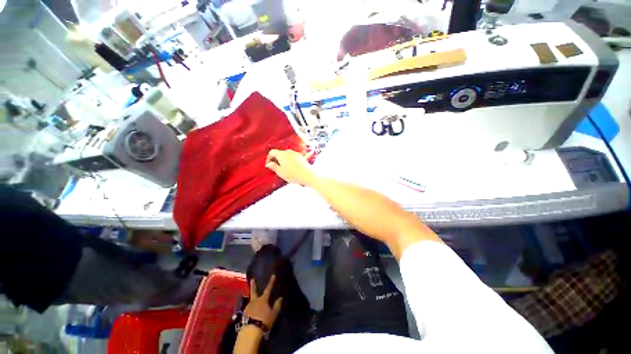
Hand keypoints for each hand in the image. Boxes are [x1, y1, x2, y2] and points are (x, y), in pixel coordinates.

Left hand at [244, 275, 282, 328]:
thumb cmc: (264, 321)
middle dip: (253, 285)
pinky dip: (250, 306)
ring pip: (250, 300)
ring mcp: (248, 307)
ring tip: (253, 296)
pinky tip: (251, 308)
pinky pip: (248, 308)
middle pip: (254, 291)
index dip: (271, 282)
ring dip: (251, 297)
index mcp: (263, 300)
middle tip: (252, 279)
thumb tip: (281, 298)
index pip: (268, 289)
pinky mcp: (244, 314)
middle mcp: (254, 301)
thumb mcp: (273, 314)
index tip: (273, 275)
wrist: (250, 331)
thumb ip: (277, 305)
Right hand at [266, 149, 315, 185]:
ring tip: (284, 168)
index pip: (272, 152)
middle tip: (276, 167)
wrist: (307, 175)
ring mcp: (296, 154)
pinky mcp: (301, 157)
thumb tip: (269, 164)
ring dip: (284, 160)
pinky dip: (290, 161)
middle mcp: (289, 152)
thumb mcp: (280, 172)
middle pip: (280, 153)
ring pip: (287, 155)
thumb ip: (273, 167)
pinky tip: (292, 167)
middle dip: (276, 159)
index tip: (269, 164)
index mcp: (282, 154)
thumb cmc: (293, 174)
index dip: (269, 158)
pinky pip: (293, 157)